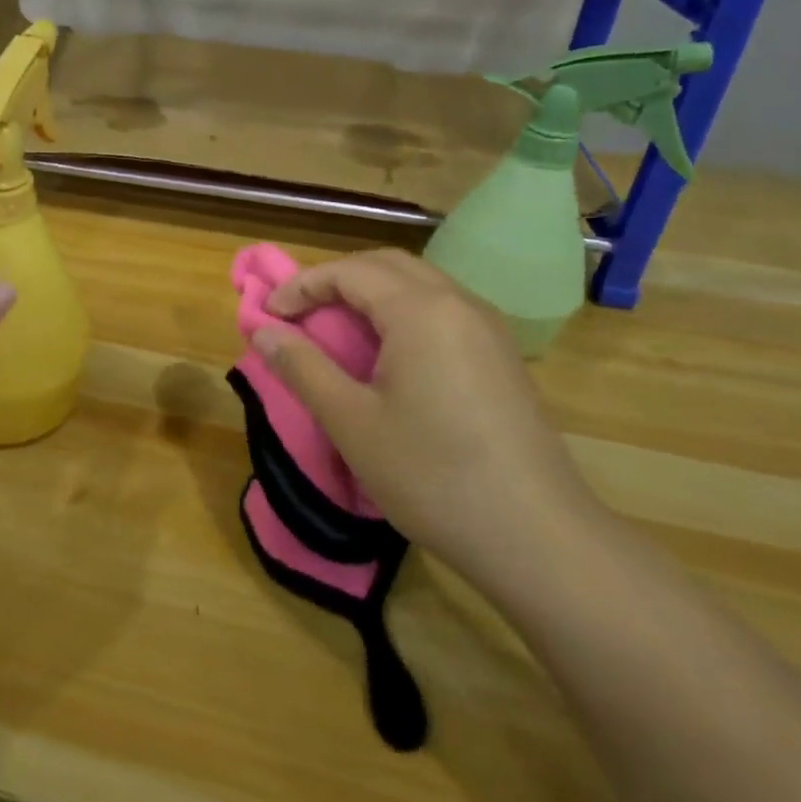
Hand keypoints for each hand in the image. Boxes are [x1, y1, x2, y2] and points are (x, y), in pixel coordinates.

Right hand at [254, 249, 605, 594]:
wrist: (537, 536)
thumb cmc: (432, 475)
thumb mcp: (351, 422)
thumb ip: (302, 367)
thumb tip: (263, 333)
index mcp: (421, 311)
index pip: (350, 271)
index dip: (302, 285)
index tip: (269, 315)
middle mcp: (459, 303)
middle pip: (387, 265)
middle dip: (337, 278)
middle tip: (300, 312)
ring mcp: (488, 328)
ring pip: (420, 284)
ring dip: (371, 293)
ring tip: (337, 329)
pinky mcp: (502, 356)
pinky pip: (443, 310)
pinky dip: (403, 312)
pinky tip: (389, 355)